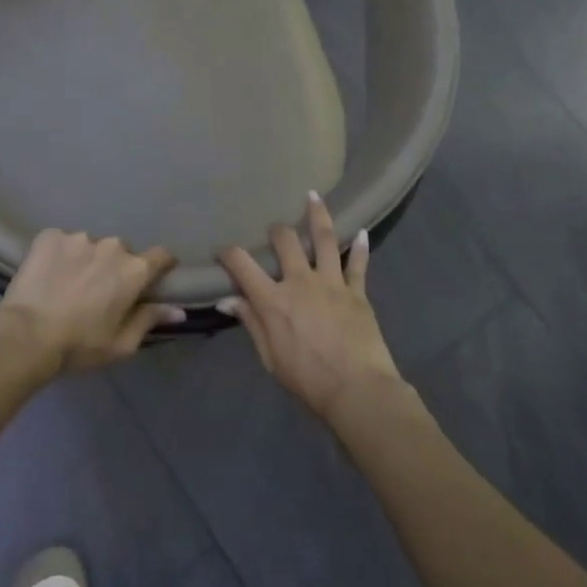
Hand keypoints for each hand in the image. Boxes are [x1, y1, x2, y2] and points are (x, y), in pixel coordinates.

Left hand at [0, 229, 183, 374]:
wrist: (26, 335)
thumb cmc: (80, 344)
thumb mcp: (121, 343)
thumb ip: (150, 320)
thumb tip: (179, 309)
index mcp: (134, 270)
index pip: (161, 256)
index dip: (160, 265)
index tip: (154, 276)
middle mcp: (111, 246)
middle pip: (121, 252)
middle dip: (115, 267)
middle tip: (99, 290)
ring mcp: (78, 238)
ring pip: (90, 246)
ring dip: (86, 260)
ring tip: (69, 283)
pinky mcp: (49, 236)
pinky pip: (62, 242)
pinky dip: (60, 254)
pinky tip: (49, 274)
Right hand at [218, 193, 404, 421]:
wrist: (356, 389)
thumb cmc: (307, 379)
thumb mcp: (270, 357)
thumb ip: (251, 323)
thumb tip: (227, 299)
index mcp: (273, 300)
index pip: (242, 265)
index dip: (229, 253)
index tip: (223, 249)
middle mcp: (300, 282)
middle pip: (285, 242)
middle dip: (276, 230)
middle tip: (275, 229)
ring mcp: (331, 283)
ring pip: (324, 239)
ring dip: (318, 215)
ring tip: (314, 196)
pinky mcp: (357, 291)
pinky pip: (358, 264)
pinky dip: (361, 247)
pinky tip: (362, 232)